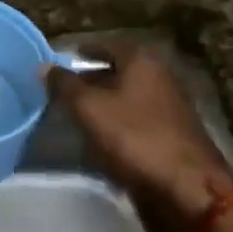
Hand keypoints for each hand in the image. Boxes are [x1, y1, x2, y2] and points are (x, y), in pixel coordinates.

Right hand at [45, 44, 232, 219]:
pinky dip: (118, 123)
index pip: (104, 45)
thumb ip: (65, 85)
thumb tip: (44, 66)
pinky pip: (137, 118)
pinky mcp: (173, 132)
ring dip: (103, 103)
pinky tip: (102, 139)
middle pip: (117, 70)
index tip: (58, 64)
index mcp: (142, 59)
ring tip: (76, 116)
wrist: (188, 186)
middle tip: (62, 92)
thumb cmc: (135, 137)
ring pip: (127, 95)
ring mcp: (170, 104)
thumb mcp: (89, 108)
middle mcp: (160, 74)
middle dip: (89, 79)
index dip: (80, 52)